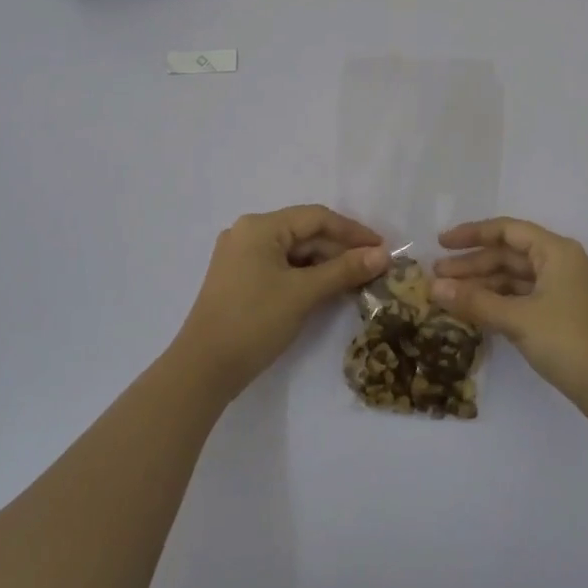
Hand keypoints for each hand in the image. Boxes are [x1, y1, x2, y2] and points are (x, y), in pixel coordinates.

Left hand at [176, 205, 386, 397]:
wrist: (204, 369)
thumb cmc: (254, 321)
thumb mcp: (304, 293)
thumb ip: (345, 270)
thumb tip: (383, 254)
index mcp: (260, 226)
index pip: (316, 218)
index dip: (353, 231)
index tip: (383, 248)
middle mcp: (248, 233)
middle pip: (305, 233)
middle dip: (340, 250)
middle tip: (374, 268)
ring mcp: (241, 257)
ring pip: (294, 252)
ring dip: (325, 265)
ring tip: (357, 281)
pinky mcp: (240, 280)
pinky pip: (281, 268)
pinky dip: (306, 276)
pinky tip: (328, 290)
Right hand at [432, 218, 587, 425]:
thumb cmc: (570, 341)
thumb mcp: (518, 319)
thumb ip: (475, 301)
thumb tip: (433, 287)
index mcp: (555, 252)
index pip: (507, 230)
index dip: (472, 234)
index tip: (441, 244)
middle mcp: (559, 264)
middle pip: (508, 255)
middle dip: (472, 264)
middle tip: (436, 276)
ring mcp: (561, 291)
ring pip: (513, 278)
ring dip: (482, 285)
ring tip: (448, 295)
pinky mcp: (560, 315)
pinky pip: (521, 298)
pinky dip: (497, 302)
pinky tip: (473, 312)